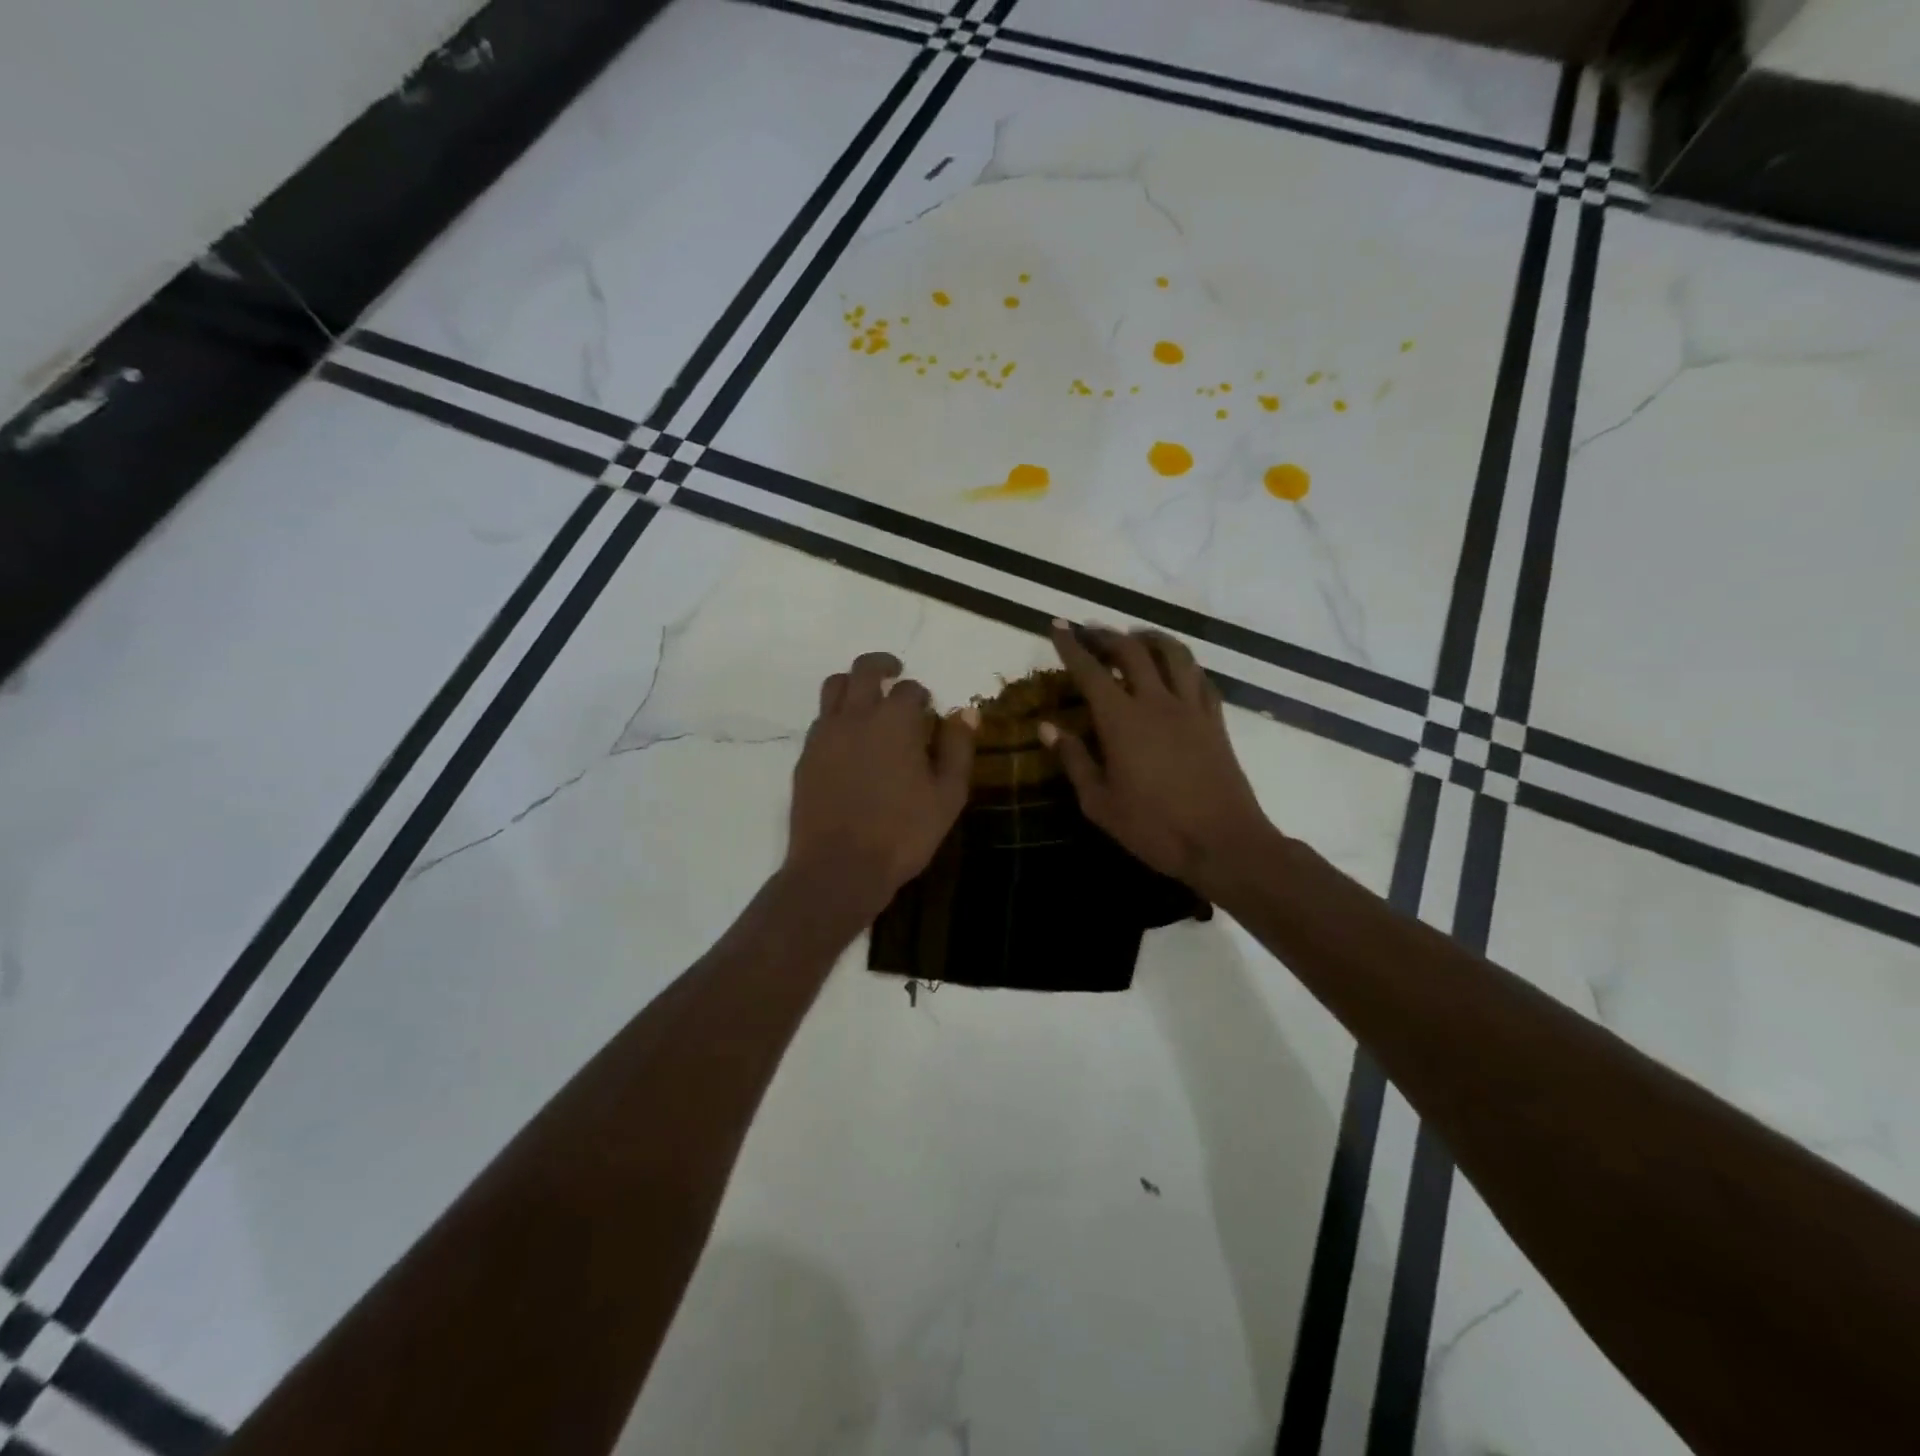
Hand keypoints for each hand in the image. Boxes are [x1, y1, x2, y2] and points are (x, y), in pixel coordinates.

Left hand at [786, 651, 975, 912]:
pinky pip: (820, 719)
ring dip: (853, 683)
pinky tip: (848, 738)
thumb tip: (965, 712)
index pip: (910, 689)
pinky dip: (836, 715)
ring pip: (834, 687)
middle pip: (864, 670)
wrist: (839, 868)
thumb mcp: (948, 795)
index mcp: (894, 721)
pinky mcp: (805, 756)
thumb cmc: (903, 833)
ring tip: (867, 698)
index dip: (922, 696)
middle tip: (895, 671)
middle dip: (883, 665)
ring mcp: (825, 735)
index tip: (928, 710)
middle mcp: (856, 716)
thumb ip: (958, 748)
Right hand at [1043, 622, 1275, 892]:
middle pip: (1132, 651)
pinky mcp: (1215, 720)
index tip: (1058, 626)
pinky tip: (1176, 670)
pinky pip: (1200, 677)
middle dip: (1107, 635)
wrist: (1223, 843)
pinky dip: (1183, 664)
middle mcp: (1156, 702)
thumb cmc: (1154, 828)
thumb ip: (1074, 760)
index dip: (1072, 646)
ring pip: (1173, 653)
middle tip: (1090, 632)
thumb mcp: (1100, 803)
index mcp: (1121, 720)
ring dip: (1150, 638)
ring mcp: (1191, 708)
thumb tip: (1047, 727)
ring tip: (1135, 638)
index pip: (1090, 671)